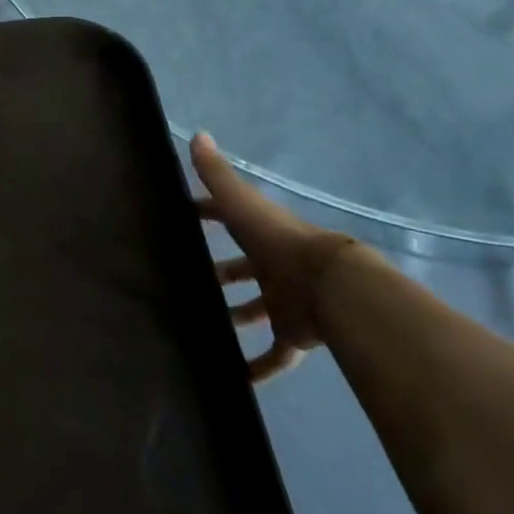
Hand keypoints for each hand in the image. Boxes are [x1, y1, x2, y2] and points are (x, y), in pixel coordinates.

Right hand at [191, 133, 356, 382]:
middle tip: (186, 281)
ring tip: (201, 327)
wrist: (332, 288)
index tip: (182, 217)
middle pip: (242, 269)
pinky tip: (235, 380)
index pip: (230, 218)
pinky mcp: (293, 335)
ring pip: (255, 311)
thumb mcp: (242, 205)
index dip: (207, 214)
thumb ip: (219, 175)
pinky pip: (275, 356)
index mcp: (261, 235)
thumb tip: (198, 133)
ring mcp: (284, 302)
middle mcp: (272, 266)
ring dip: (234, 317)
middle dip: (219, 273)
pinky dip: (259, 369)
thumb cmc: (280, 243)